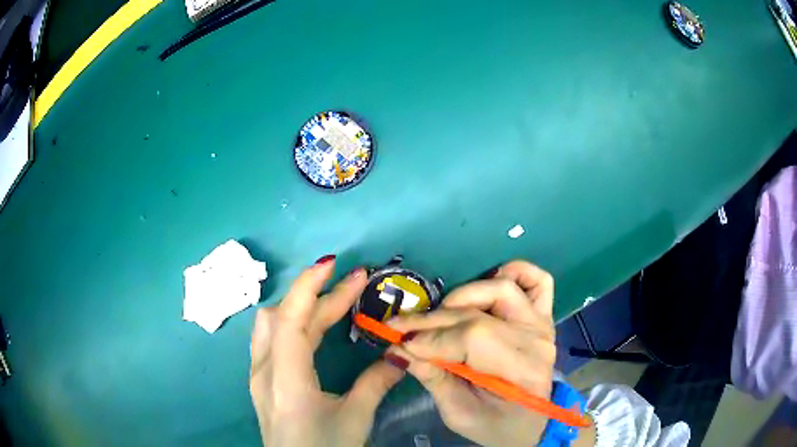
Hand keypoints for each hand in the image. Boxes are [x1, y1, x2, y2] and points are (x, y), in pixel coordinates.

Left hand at [249, 257, 404, 446]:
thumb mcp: (355, 419)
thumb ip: (376, 383)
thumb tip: (400, 356)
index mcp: (285, 378)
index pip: (290, 319)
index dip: (309, 286)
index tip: (335, 264)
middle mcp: (264, 369)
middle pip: (285, 318)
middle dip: (319, 297)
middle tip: (355, 285)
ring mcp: (258, 374)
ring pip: (273, 325)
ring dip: (302, 308)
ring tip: (334, 304)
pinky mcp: (262, 381)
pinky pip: (272, 339)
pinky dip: (293, 324)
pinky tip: (313, 330)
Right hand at [386, 261, 556, 446]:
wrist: (528, 424)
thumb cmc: (495, 425)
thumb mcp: (459, 414)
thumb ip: (433, 378)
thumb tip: (398, 348)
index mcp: (522, 373)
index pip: (473, 339)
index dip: (431, 339)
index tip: (398, 342)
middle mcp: (536, 342)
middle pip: (479, 315)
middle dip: (432, 321)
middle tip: (401, 328)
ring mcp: (542, 325)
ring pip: (502, 289)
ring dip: (464, 295)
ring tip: (440, 314)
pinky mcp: (542, 316)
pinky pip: (537, 281)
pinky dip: (514, 272)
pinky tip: (490, 280)